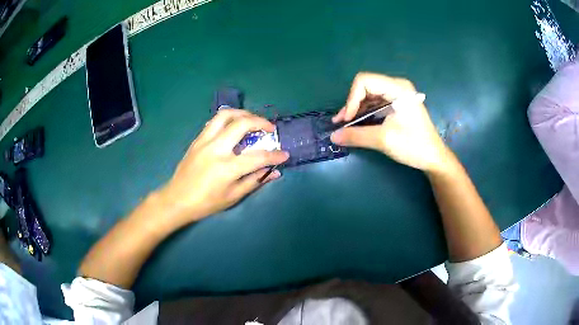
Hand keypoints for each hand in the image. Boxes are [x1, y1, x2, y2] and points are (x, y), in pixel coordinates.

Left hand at [159, 109, 288, 224]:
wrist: (177, 199)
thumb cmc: (206, 203)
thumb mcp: (232, 197)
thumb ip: (254, 181)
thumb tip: (274, 172)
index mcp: (226, 168)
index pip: (258, 157)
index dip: (275, 155)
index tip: (284, 154)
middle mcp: (216, 149)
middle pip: (241, 124)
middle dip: (260, 122)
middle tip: (270, 128)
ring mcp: (204, 141)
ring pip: (225, 115)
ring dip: (243, 113)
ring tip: (252, 120)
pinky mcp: (197, 139)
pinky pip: (213, 121)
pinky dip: (228, 119)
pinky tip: (233, 126)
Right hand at [331, 72, 449, 172]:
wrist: (434, 158)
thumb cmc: (414, 146)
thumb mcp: (384, 140)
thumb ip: (356, 136)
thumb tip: (333, 136)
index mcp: (397, 88)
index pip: (364, 81)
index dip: (352, 98)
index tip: (348, 119)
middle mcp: (396, 86)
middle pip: (365, 87)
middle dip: (352, 104)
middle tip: (343, 124)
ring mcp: (397, 95)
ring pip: (368, 95)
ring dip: (357, 110)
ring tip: (347, 126)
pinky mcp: (397, 105)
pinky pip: (375, 103)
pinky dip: (365, 113)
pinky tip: (358, 125)